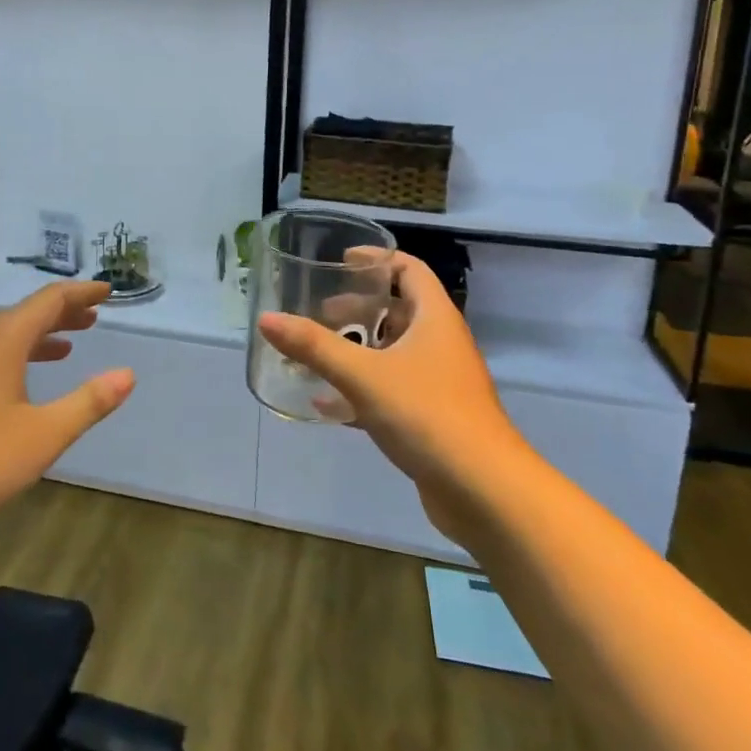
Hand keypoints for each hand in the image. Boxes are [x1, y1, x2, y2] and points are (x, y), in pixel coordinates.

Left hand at [0, 281, 133, 543]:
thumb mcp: (43, 435)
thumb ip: (88, 402)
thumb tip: (127, 374)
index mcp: (1, 342)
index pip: (48, 301)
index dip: (81, 293)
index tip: (107, 291)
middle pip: (25, 314)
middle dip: (62, 312)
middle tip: (94, 316)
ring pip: (4, 335)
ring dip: (39, 334)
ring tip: (68, 345)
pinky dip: (16, 354)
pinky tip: (21, 381)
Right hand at [258, 253, 516, 539]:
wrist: (484, 491)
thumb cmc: (427, 415)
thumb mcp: (362, 375)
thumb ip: (314, 346)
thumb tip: (266, 319)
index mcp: (435, 319)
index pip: (410, 270)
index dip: (377, 259)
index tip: (343, 259)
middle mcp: (441, 344)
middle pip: (400, 311)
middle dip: (359, 308)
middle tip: (321, 311)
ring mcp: (440, 383)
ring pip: (395, 352)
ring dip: (360, 349)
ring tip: (319, 352)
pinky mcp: (434, 418)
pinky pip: (393, 390)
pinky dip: (362, 390)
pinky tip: (328, 405)